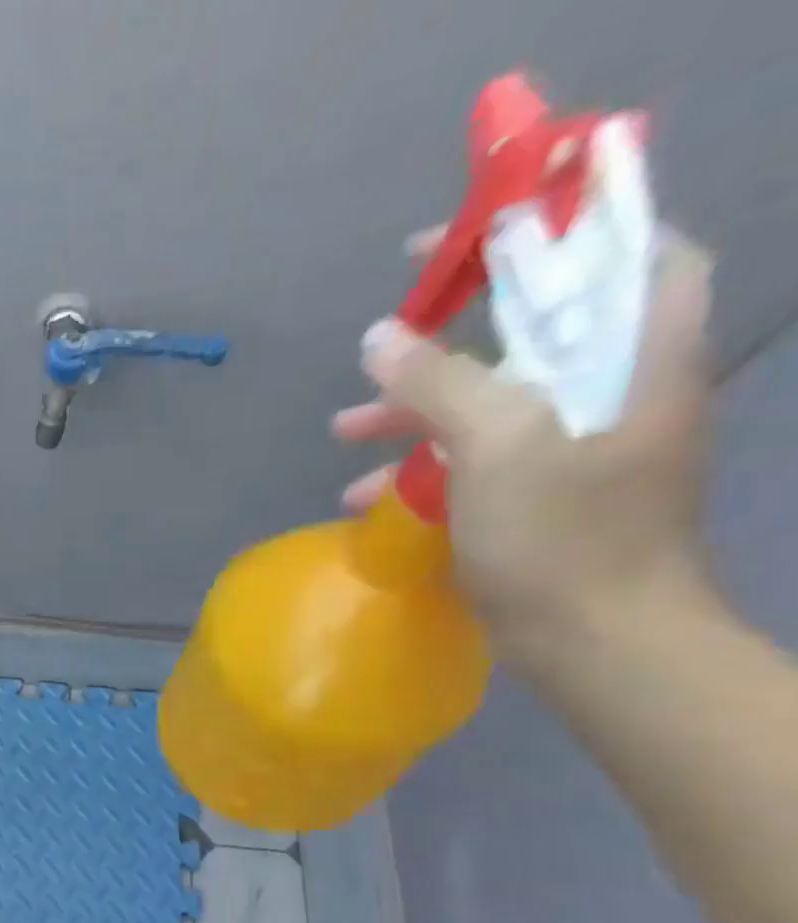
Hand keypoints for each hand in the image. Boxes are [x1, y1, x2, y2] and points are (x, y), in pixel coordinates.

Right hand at [332, 229, 715, 665]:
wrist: (596, 639)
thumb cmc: (563, 535)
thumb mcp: (498, 446)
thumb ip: (439, 383)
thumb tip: (378, 337)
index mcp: (638, 352)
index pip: (621, 247)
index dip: (556, 224)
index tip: (477, 231)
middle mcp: (616, 385)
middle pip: (538, 326)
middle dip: (454, 329)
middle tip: (386, 329)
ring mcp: (576, 444)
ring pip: (491, 397)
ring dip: (416, 408)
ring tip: (343, 430)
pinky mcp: (541, 492)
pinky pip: (475, 456)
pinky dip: (421, 465)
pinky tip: (366, 494)